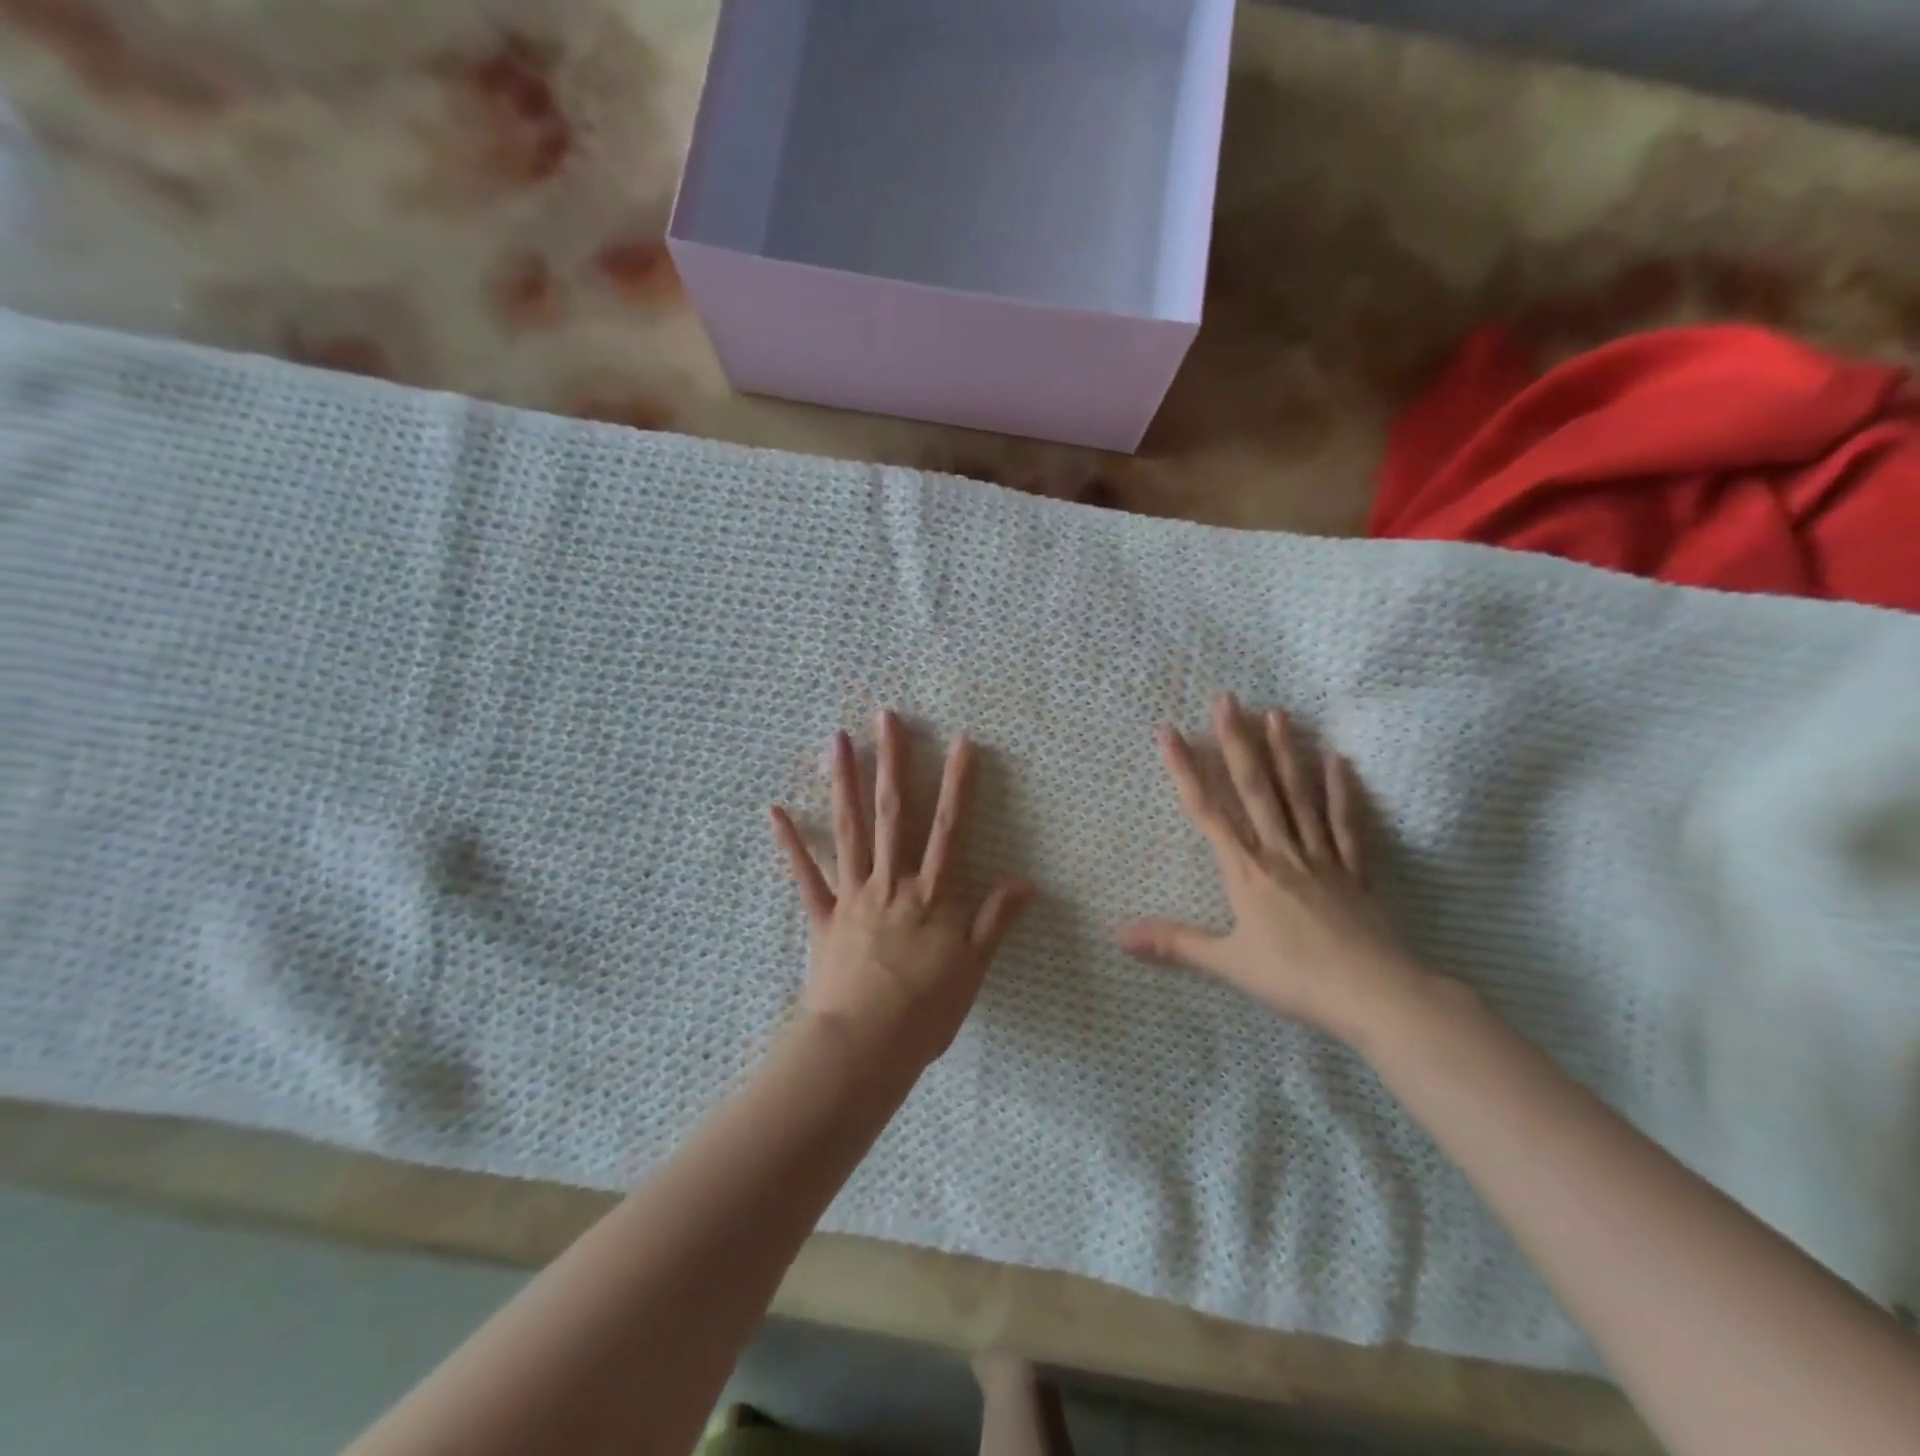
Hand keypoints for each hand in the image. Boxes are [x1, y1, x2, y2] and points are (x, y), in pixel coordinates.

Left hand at [771, 711, 1031, 1069]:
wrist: (863, 1047)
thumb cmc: (924, 1012)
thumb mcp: (973, 969)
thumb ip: (995, 921)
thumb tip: (1026, 881)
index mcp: (931, 895)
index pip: (950, 828)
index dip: (958, 784)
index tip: (962, 743)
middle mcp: (891, 883)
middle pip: (893, 813)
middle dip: (892, 762)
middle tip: (886, 717)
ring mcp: (853, 896)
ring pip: (849, 830)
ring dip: (844, 783)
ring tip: (839, 740)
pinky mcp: (823, 917)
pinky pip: (804, 875)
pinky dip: (790, 844)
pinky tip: (775, 810)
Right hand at [1121, 695, 1431, 1046]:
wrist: (1376, 995)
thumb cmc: (1295, 978)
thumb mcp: (1227, 964)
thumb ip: (1174, 943)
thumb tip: (1119, 934)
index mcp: (1247, 871)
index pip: (1208, 811)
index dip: (1185, 770)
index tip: (1169, 733)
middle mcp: (1281, 852)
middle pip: (1255, 789)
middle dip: (1237, 742)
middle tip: (1228, 699)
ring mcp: (1321, 857)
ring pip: (1299, 796)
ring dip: (1286, 753)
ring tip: (1278, 713)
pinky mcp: (1355, 871)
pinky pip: (1346, 824)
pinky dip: (1342, 792)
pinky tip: (1338, 760)